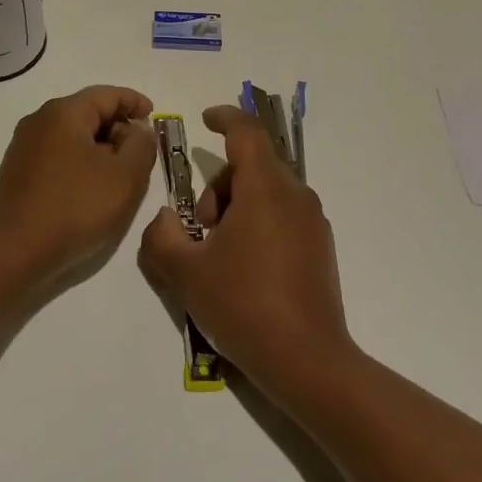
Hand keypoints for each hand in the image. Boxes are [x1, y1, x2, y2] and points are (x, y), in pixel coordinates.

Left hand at [0, 85, 156, 288]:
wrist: (13, 253)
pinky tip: (90, 188)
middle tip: (141, 153)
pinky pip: (57, 155)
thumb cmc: (75, 208)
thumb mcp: (125, 176)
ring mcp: (23, 146)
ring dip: (99, 148)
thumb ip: (141, 145)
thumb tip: (137, 130)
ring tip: (119, 174)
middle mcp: (39, 120)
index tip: (154, 117)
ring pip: (72, 135)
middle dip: (118, 127)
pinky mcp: (16, 172)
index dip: (135, 102)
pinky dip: (80, 162)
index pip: (108, 94)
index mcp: (64, 112)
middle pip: (88, 112)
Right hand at [138, 104, 353, 398]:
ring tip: (218, 254)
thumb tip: (165, 218)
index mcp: (266, 189)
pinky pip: (282, 214)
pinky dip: (257, 222)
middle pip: (252, 165)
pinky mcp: (320, 247)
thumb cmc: (243, 306)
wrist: (308, 362)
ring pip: (267, 191)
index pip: (246, 132)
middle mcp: (295, 196)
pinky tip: (243, 268)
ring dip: (236, 206)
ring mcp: (313, 222)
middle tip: (199, 228)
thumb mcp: (185, 273)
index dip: (224, 118)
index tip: (205, 118)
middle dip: (218, 185)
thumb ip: (162, 236)